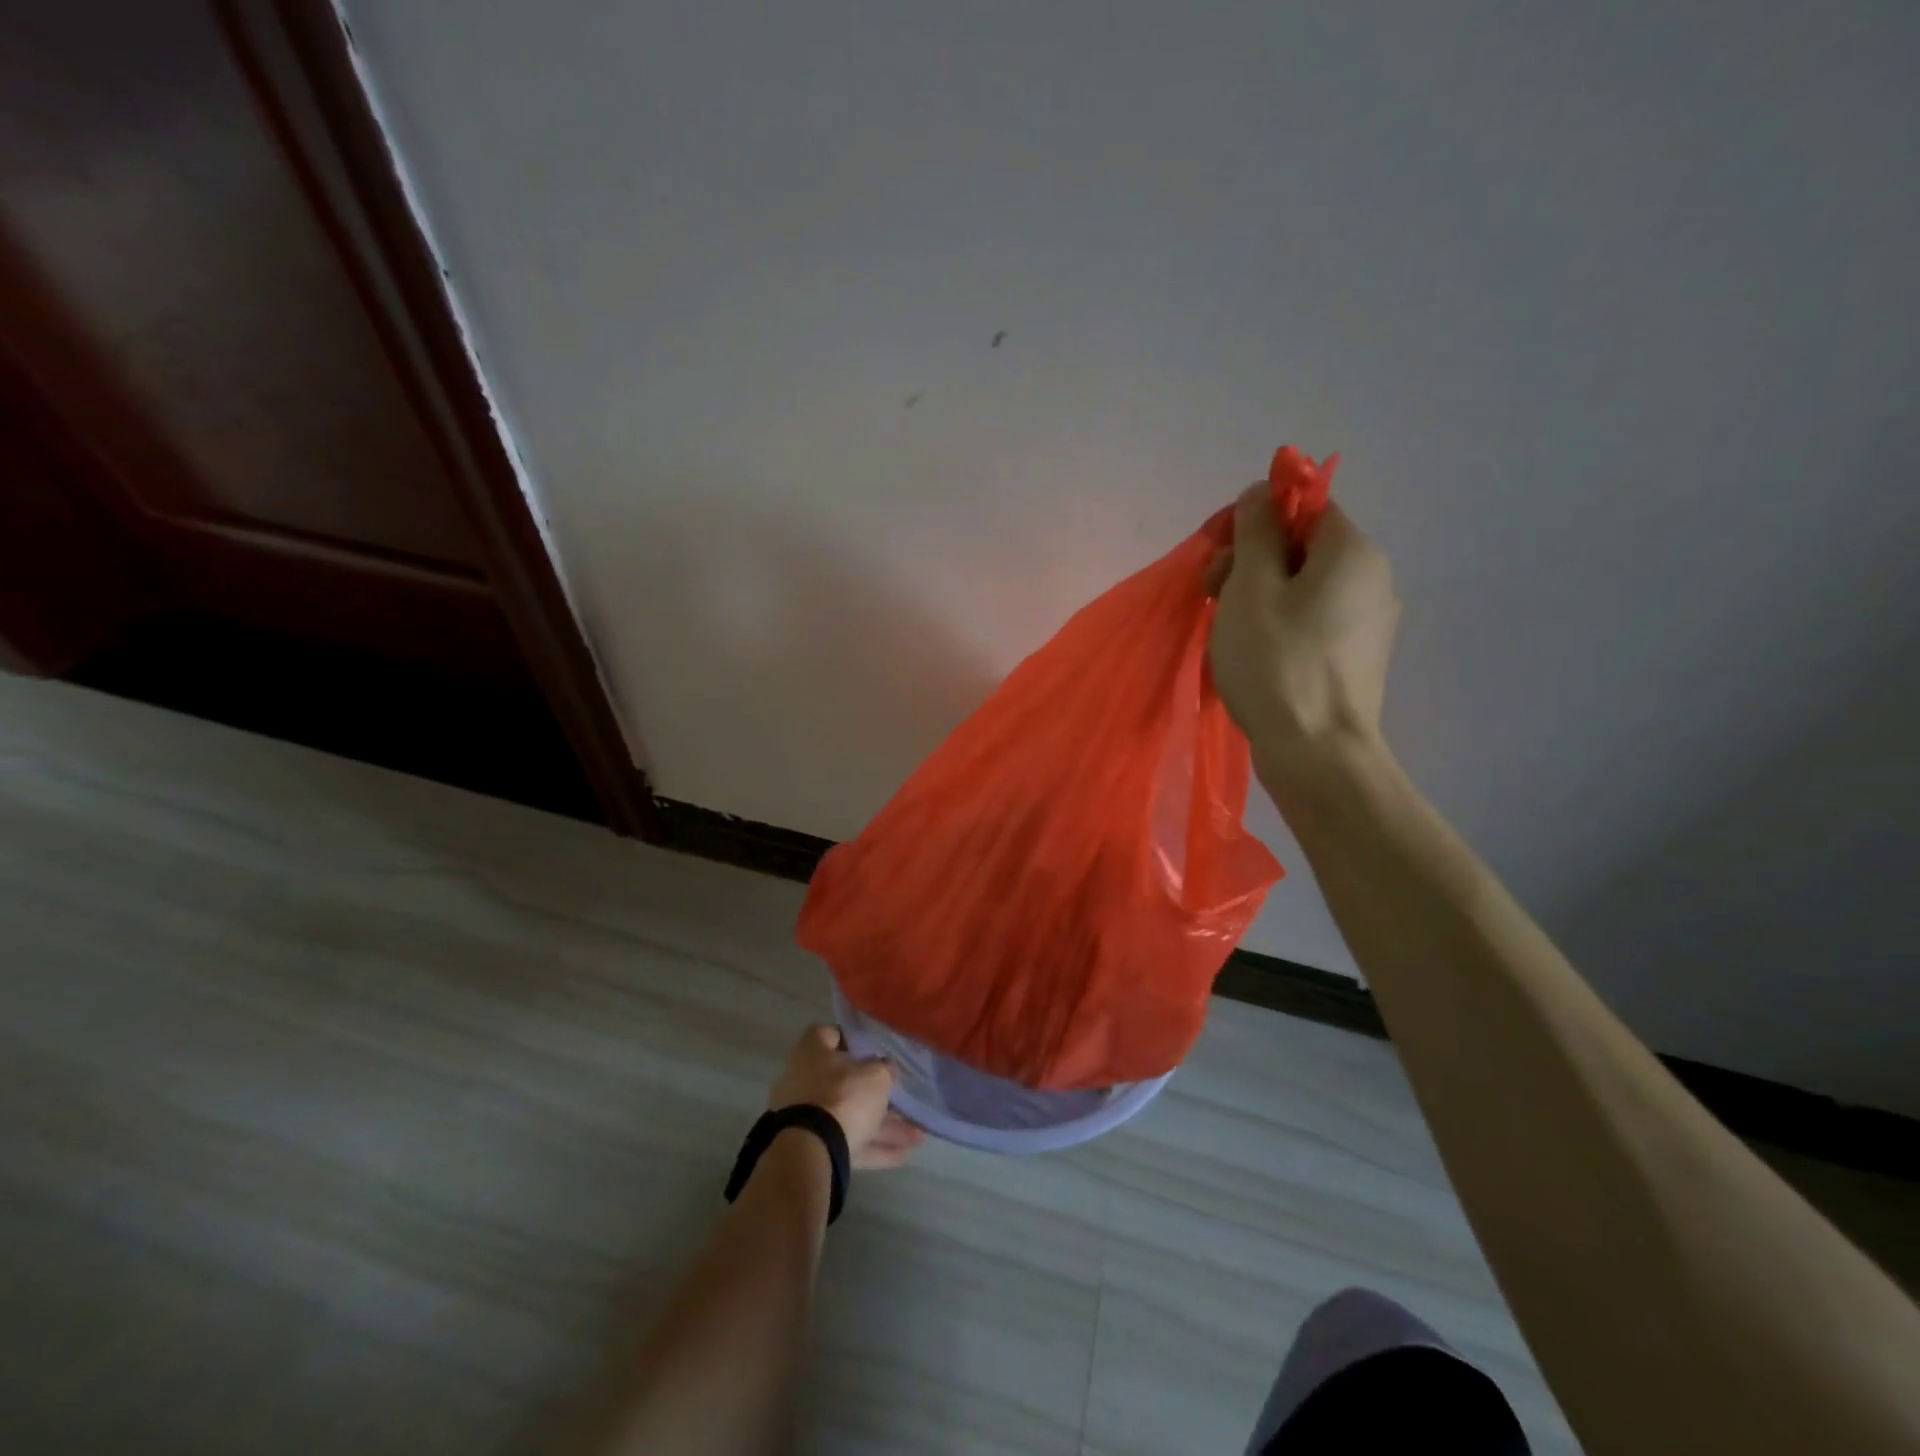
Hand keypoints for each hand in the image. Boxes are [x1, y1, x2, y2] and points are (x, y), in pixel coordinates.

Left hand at [768, 1025, 925, 1169]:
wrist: (810, 1153)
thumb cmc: (843, 1096)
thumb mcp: (875, 1076)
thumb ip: (884, 1069)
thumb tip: (886, 1068)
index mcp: (812, 1053)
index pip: (830, 1034)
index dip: (852, 1039)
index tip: (874, 1047)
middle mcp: (805, 1081)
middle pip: (845, 1082)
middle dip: (877, 1094)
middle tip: (904, 1099)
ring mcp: (807, 1118)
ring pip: (851, 1116)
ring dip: (883, 1126)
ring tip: (917, 1136)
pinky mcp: (813, 1147)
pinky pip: (848, 1142)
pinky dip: (873, 1147)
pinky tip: (902, 1155)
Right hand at [1207, 483, 1400, 794]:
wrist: (1317, 753)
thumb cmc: (1277, 662)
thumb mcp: (1251, 587)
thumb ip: (1255, 531)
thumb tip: (1262, 490)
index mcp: (1352, 551)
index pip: (1303, 507)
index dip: (1253, 521)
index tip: (1217, 553)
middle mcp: (1372, 578)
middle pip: (1302, 548)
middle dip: (1250, 562)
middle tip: (1211, 596)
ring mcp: (1368, 623)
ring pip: (1303, 589)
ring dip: (1258, 597)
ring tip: (1225, 632)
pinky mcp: (1357, 659)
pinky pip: (1311, 623)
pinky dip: (1278, 627)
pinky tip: (1252, 656)